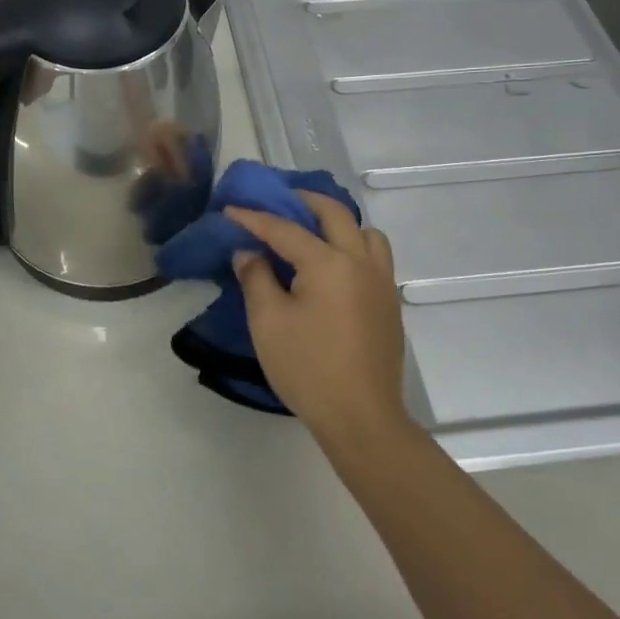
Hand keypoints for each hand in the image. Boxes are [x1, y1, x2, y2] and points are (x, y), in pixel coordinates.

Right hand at [227, 192, 411, 448]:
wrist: (361, 418)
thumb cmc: (308, 368)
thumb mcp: (268, 321)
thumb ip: (256, 278)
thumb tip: (249, 252)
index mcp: (329, 263)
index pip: (285, 229)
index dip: (254, 218)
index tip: (230, 210)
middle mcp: (360, 262)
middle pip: (335, 214)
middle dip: (304, 201)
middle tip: (279, 200)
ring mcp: (381, 282)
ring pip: (365, 233)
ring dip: (339, 223)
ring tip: (314, 233)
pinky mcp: (389, 304)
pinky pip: (374, 257)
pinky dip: (353, 246)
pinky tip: (333, 268)